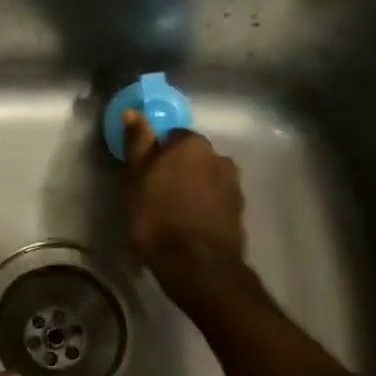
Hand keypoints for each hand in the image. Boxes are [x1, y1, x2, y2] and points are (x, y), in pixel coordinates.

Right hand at [122, 109, 246, 303]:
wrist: (198, 264)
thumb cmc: (157, 217)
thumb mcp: (135, 179)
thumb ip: (137, 144)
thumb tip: (134, 111)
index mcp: (191, 143)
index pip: (170, 137)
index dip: (156, 155)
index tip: (145, 175)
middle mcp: (219, 156)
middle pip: (191, 157)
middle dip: (177, 171)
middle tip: (156, 196)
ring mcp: (233, 184)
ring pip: (206, 179)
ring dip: (193, 190)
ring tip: (174, 215)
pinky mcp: (240, 211)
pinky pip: (216, 202)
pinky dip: (205, 208)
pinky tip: (190, 227)